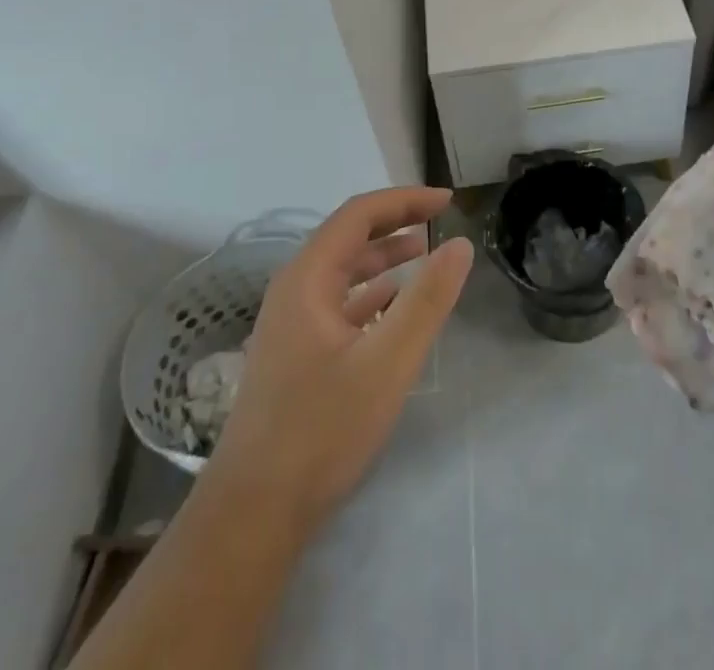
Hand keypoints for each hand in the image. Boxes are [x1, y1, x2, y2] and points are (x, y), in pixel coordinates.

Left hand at [203, 186, 473, 535]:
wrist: (254, 512)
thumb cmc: (322, 429)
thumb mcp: (387, 362)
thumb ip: (427, 300)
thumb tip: (460, 244)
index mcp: (308, 278)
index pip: (358, 215)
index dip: (404, 200)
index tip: (447, 201)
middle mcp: (294, 289)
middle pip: (348, 236)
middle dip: (395, 221)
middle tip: (439, 218)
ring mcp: (290, 323)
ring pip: (342, 270)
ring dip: (383, 255)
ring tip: (424, 250)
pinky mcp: (295, 353)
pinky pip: (338, 302)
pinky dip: (370, 292)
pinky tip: (393, 302)